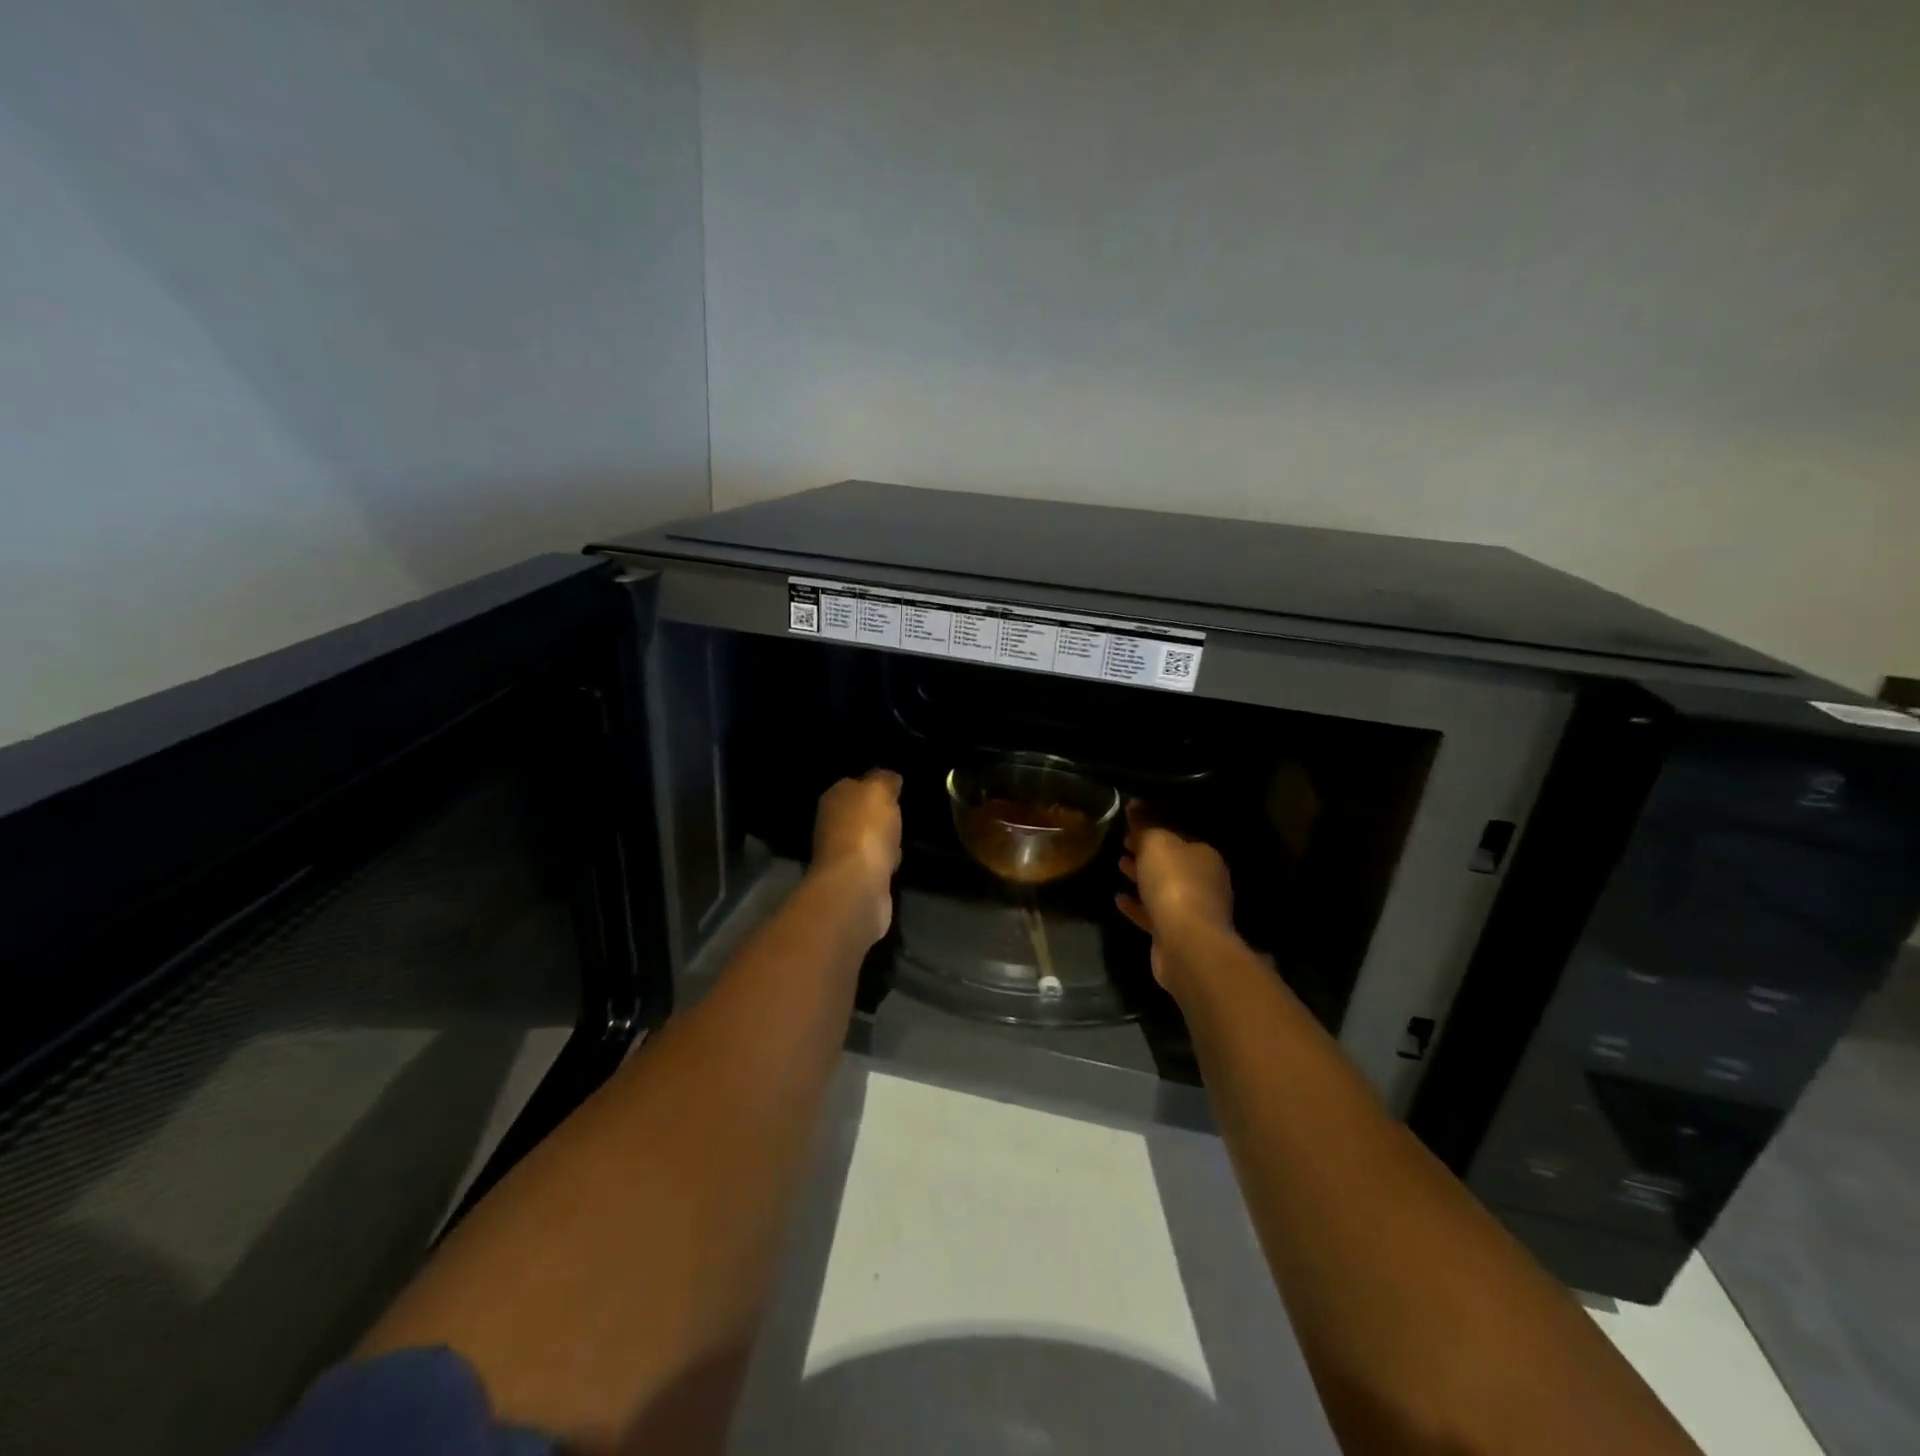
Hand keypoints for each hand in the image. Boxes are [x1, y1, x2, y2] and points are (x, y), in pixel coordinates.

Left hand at [811, 769, 903, 944]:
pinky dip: (884, 863)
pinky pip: (874, 863)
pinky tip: (895, 863)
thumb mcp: (880, 790)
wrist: (857, 885)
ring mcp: (840, 854)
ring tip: (902, 838)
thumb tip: (889, 778)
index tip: (896, 789)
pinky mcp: (853, 879)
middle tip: (902, 814)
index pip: (855, 784)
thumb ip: (885, 779)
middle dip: (877, 815)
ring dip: (881, 840)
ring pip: (867, 839)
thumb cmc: (866, 829)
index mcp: (834, 797)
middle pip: (859, 813)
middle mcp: (831, 823)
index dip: (875, 786)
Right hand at [1116, 802, 1234, 992]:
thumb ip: (1145, 823)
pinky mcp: (1176, 934)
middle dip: (1148, 852)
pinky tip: (1119, 899)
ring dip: (1142, 878)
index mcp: (1205, 855)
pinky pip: (1153, 914)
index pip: (1178, 835)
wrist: (1186, 943)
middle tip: (1123, 842)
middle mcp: (1204, 881)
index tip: (1130, 824)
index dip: (1154, 828)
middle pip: (1171, 862)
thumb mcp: (1156, 844)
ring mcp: (1193, 910)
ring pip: (1163, 888)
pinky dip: (1137, 906)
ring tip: (1119, 866)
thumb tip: (1135, 803)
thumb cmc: (1174, 884)